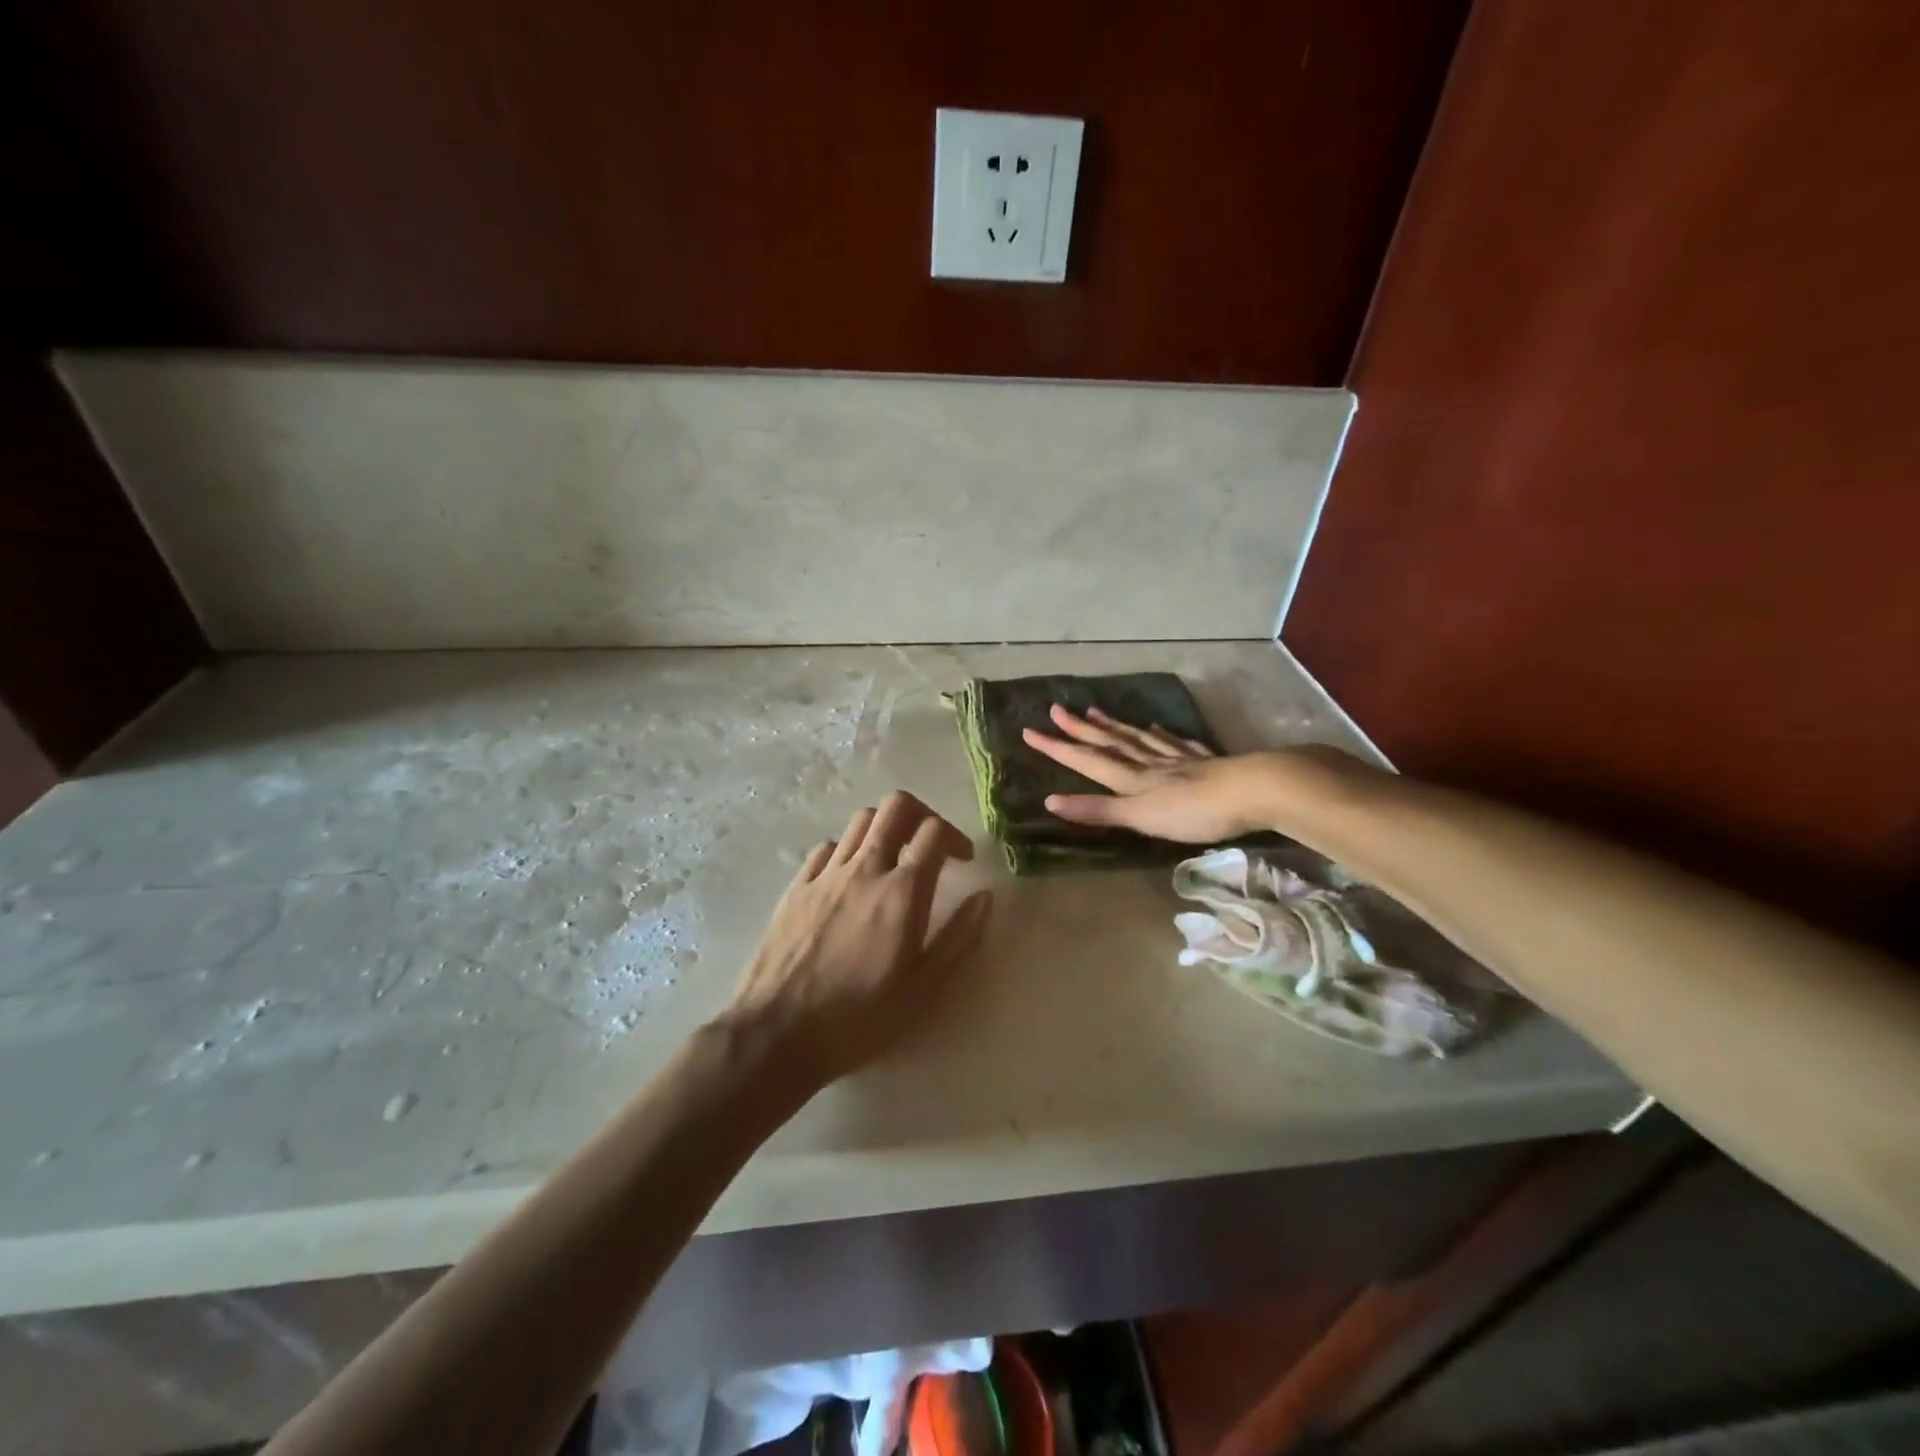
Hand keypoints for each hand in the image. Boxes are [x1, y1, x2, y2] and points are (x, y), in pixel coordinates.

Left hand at [723, 792, 991, 1085]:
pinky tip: (850, 879)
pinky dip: (848, 850)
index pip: (934, 832)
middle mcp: (865, 870)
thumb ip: (958, 938)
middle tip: (928, 845)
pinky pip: (827, 847)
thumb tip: (985, 897)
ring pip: (861, 820)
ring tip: (892, 860)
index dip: (955, 837)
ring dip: (885, 828)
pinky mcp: (796, 887)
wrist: (776, 1034)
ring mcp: (825, 874)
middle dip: (921, 815)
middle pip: (896, 807)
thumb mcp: (923, 990)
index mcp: (902, 892)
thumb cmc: (859, 1019)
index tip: (962, 861)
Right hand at [1022, 705, 1290, 843]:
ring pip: (1138, 738)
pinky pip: (1174, 743)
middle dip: (1080, 729)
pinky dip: (1159, 734)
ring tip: (1094, 709)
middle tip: (1056, 709)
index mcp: (1132, 778)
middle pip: (1109, 742)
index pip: (1087, 760)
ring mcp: (1178, 759)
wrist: (1253, 791)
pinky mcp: (1204, 761)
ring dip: (1114, 725)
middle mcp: (1149, 763)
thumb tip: (1049, 801)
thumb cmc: (1194, 811)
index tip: (1029, 731)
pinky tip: (1155, 726)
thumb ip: (1098, 810)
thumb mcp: (1141, 817)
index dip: (1058, 747)